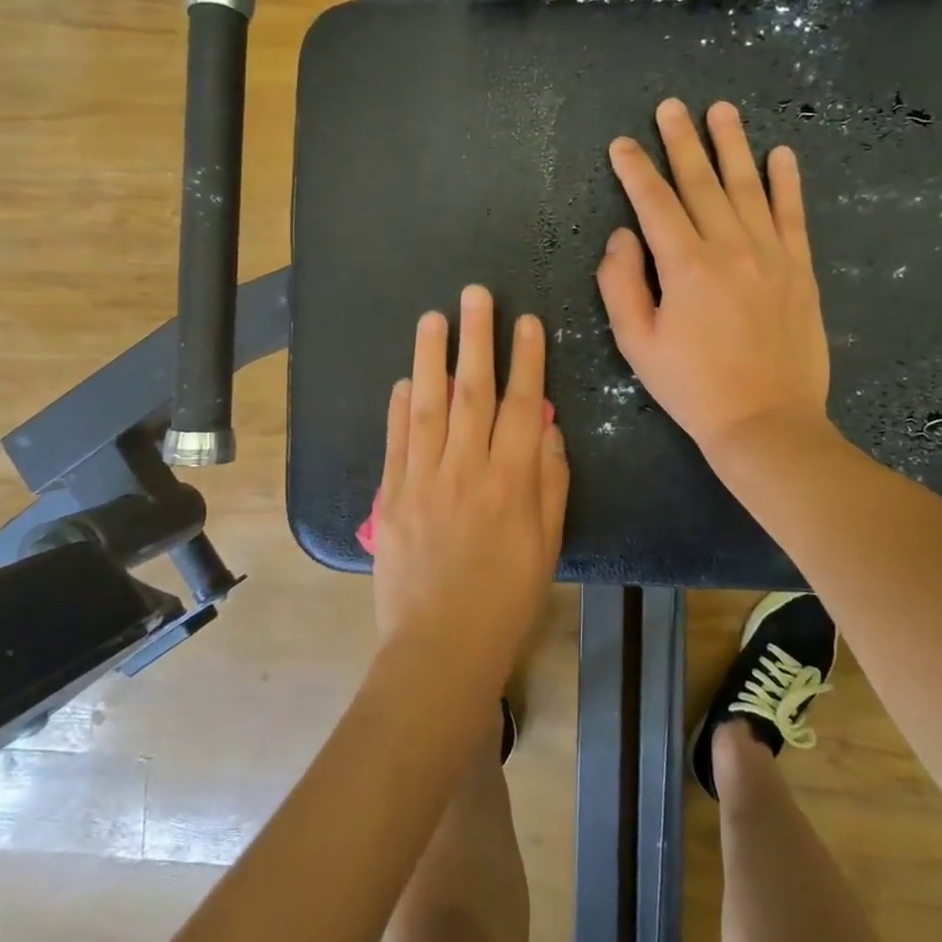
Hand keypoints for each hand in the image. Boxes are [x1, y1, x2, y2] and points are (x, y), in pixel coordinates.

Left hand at [371, 285, 569, 695]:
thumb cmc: (507, 598)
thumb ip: (551, 482)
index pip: (523, 406)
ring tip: (433, 318)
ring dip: (431, 358)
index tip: (527, 322)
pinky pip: (395, 441)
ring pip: (427, 405)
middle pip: (473, 392)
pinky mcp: (391, 496)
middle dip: (477, 339)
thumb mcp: (548, 544)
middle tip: (476, 295)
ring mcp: (423, 479)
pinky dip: (398, 407)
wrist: (440, 646)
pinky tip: (403, 380)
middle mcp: (466, 469)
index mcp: (512, 481)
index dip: (527, 360)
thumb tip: (548, 429)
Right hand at [598, 98, 832, 462]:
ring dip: (732, 145)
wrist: (765, 421)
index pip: (654, 203)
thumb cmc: (692, 387)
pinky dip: (786, 181)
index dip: (635, 170)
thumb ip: (621, 284)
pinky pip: (792, 215)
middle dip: (681, 141)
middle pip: (701, 182)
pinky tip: (780, 153)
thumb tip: (622, 236)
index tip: (621, 144)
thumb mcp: (637, 344)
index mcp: (686, 266)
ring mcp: (771, 255)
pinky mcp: (800, 269)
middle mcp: (730, 248)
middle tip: (670, 106)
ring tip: (721, 110)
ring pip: (748, 187)